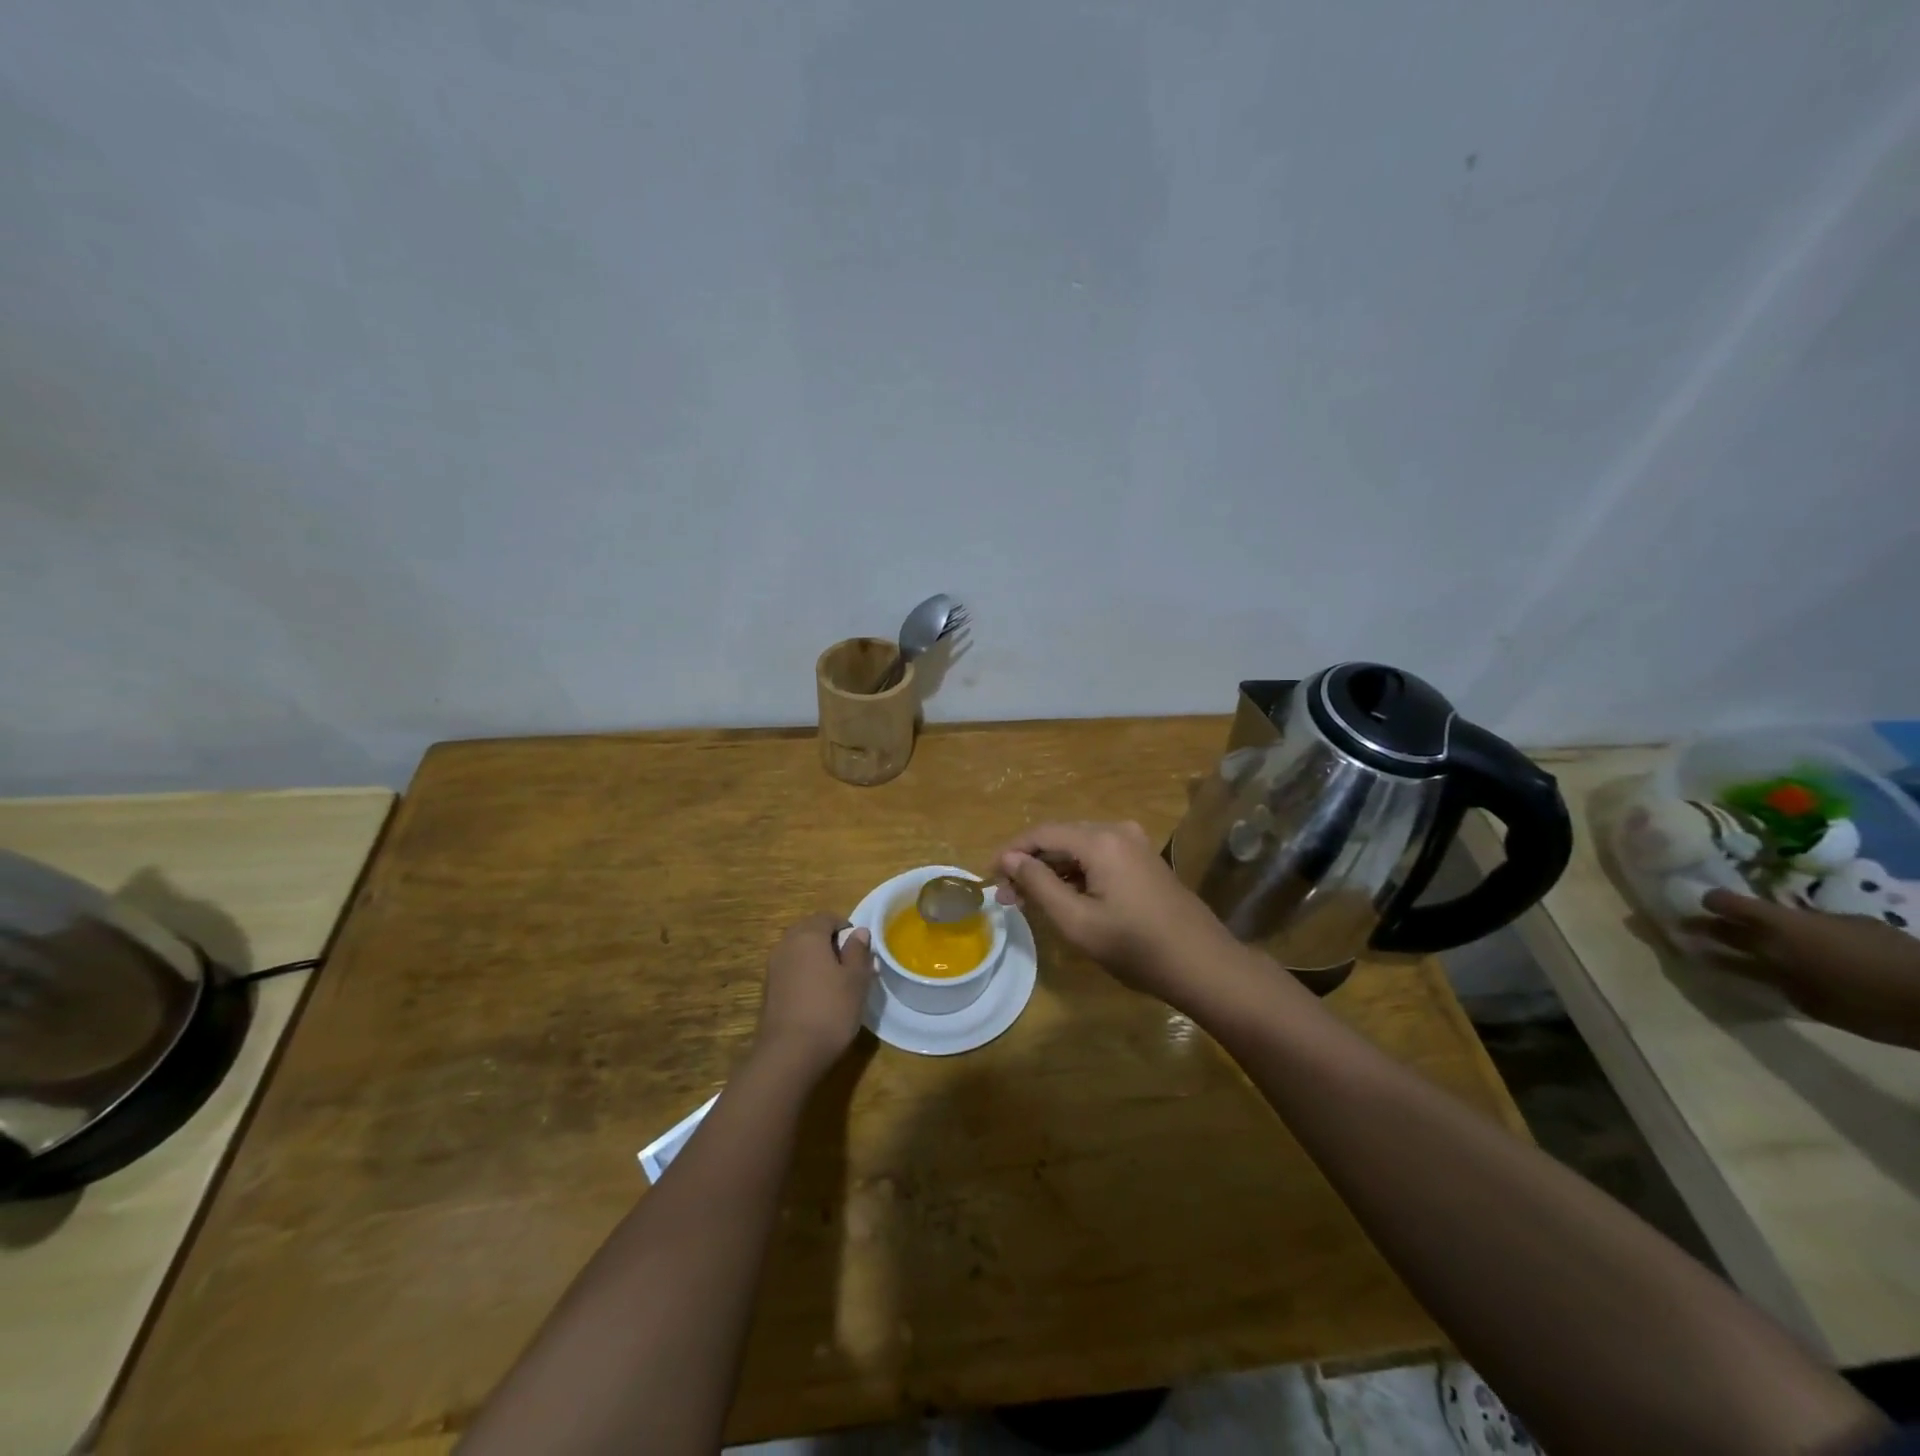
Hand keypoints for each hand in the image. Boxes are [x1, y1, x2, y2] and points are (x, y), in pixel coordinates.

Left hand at [753, 914, 876, 1077]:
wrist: (789, 1054)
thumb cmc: (830, 1010)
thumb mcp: (856, 980)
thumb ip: (858, 952)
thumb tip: (858, 932)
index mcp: (807, 935)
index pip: (827, 917)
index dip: (845, 927)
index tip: (860, 948)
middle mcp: (786, 945)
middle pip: (810, 931)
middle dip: (830, 942)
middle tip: (850, 964)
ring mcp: (773, 968)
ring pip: (799, 952)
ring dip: (816, 959)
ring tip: (836, 982)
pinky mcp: (768, 991)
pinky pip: (790, 970)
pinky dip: (804, 975)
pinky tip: (817, 997)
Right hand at [992, 820, 1242, 1007]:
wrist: (1203, 965)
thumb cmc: (1136, 947)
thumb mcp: (1077, 921)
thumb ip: (1039, 884)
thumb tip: (1009, 858)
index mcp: (1101, 841)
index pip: (1042, 833)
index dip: (1012, 852)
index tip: (989, 877)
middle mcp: (1118, 831)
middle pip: (1060, 837)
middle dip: (1030, 864)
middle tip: (1007, 896)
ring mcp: (1135, 844)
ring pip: (1078, 848)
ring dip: (1051, 870)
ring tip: (1028, 901)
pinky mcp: (1144, 861)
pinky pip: (1098, 857)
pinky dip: (1076, 874)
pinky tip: (1063, 898)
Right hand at [1691, 890, 1919, 1048]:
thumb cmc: (1861, 1000)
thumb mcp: (1802, 995)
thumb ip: (1760, 973)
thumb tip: (1720, 959)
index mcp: (1778, 927)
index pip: (1728, 902)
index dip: (1706, 904)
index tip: (1687, 909)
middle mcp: (1802, 916)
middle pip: (1754, 913)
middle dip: (1727, 921)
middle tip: (1703, 928)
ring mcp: (1839, 921)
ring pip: (1790, 922)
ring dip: (1771, 933)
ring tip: (1762, 949)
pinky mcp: (1870, 930)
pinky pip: (1824, 930)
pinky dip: (1809, 940)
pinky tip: (1816, 958)